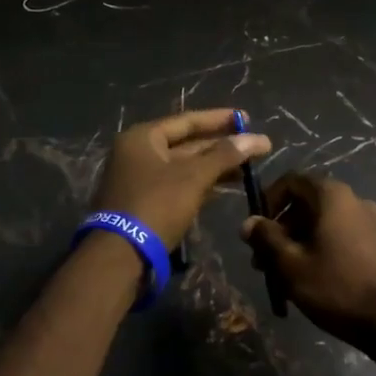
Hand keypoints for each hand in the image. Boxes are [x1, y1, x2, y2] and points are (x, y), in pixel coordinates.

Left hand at [92, 108, 270, 250]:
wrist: (119, 256)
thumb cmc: (156, 205)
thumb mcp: (193, 177)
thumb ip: (224, 155)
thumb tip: (257, 138)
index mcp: (143, 137)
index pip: (187, 120)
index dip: (220, 119)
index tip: (247, 118)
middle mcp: (137, 153)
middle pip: (186, 144)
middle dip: (221, 146)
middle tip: (255, 147)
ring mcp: (139, 180)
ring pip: (184, 167)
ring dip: (214, 167)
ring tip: (247, 169)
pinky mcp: (144, 204)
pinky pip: (177, 185)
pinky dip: (200, 184)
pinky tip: (224, 188)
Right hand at [241, 174, 375, 347]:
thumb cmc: (337, 286)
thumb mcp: (291, 264)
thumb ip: (267, 238)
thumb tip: (249, 223)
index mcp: (332, 195)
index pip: (291, 181)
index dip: (268, 201)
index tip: (256, 230)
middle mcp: (353, 200)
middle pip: (306, 204)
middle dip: (280, 229)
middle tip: (263, 261)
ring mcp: (370, 221)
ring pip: (322, 223)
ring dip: (297, 243)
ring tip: (282, 277)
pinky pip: (340, 237)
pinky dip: (320, 250)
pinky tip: (311, 280)